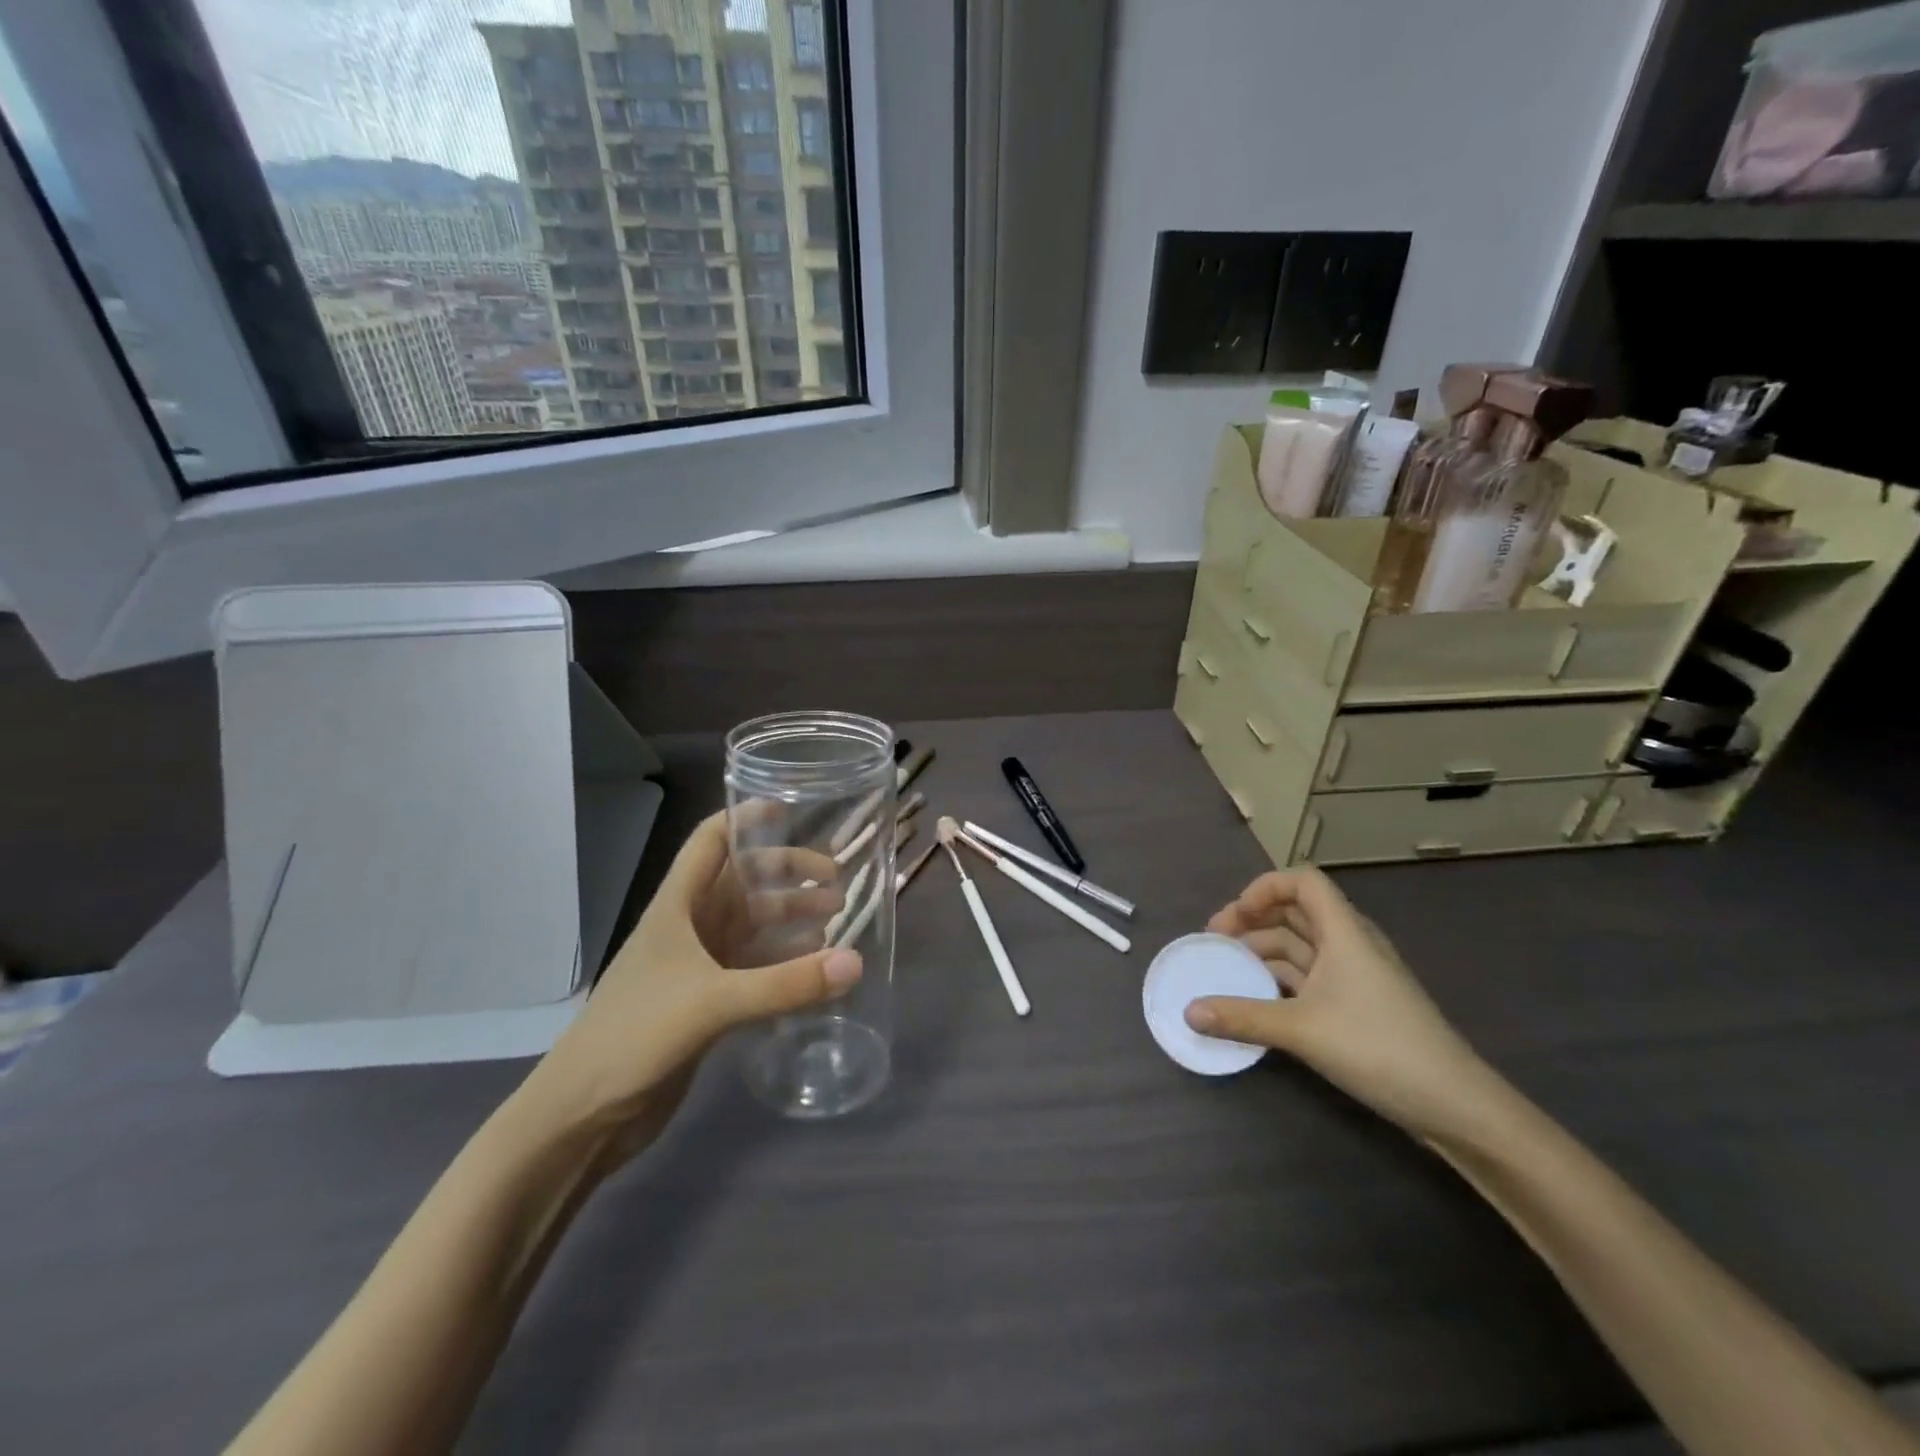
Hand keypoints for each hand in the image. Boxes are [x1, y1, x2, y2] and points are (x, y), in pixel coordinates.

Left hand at [524, 811, 862, 1151]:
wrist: (582, 1116)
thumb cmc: (635, 1036)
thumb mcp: (712, 1002)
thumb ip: (786, 983)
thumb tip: (856, 962)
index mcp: (677, 906)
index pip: (710, 842)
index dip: (745, 819)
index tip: (791, 810)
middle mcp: (689, 927)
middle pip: (743, 882)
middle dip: (787, 873)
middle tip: (836, 879)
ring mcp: (697, 966)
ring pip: (753, 925)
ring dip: (791, 917)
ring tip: (837, 916)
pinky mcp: (706, 1003)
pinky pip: (754, 967)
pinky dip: (785, 961)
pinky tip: (815, 967)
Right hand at [1185, 868, 1503, 1141]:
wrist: (1455, 1105)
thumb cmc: (1379, 1048)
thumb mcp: (1302, 1030)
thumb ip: (1242, 1017)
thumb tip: (1188, 1012)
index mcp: (1344, 932)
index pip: (1303, 881)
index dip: (1264, 888)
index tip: (1233, 917)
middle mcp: (1350, 944)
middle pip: (1296, 911)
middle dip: (1252, 920)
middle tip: (1214, 943)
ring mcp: (1356, 975)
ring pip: (1301, 946)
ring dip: (1263, 951)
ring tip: (1227, 970)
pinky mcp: (1358, 1004)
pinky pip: (1310, 976)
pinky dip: (1280, 978)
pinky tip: (1257, 998)